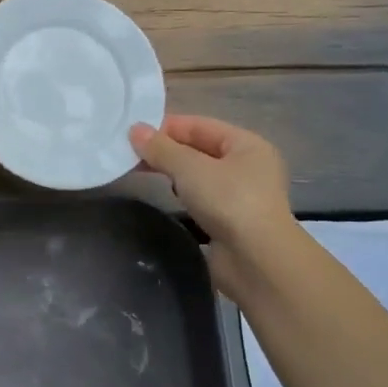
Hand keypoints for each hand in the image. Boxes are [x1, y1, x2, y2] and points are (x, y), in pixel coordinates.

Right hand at [130, 115, 294, 298]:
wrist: (257, 261)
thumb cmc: (229, 202)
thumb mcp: (190, 168)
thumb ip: (160, 148)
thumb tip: (134, 129)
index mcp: (247, 144)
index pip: (199, 125)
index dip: (166, 127)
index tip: (132, 134)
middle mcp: (248, 166)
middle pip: (199, 149)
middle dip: (166, 151)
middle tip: (130, 155)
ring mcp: (241, 195)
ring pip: (199, 175)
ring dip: (173, 173)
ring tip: (141, 173)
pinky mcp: (231, 220)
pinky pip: (201, 198)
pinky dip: (183, 194)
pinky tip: (166, 197)